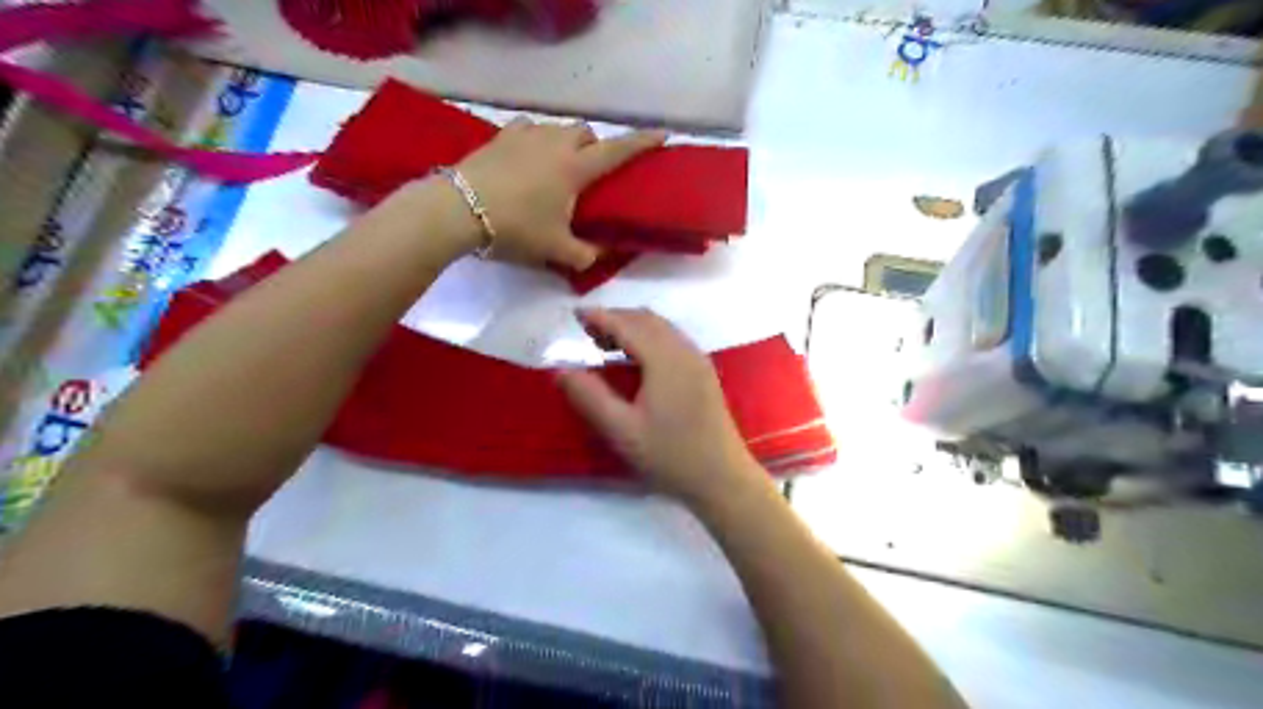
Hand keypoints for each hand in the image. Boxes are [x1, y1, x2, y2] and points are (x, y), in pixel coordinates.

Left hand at [456, 116, 669, 269]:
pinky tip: (528, 157)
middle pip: (586, 133)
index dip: (642, 143)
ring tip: (559, 166)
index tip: (663, 135)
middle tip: (592, 171)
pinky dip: (537, 140)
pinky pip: (528, 129)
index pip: (618, 151)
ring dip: (567, 142)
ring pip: (557, 128)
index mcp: (575, 168)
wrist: (456, 211)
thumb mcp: (556, 250)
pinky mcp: (500, 136)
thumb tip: (603, 255)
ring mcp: (525, 135)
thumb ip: (586, 255)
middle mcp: (555, 143)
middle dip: (596, 146)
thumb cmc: (514, 229)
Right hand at [557, 307, 764, 502]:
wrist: (722, 477)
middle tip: (587, 331)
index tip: (575, 314)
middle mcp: (685, 350)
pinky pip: (673, 339)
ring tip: (606, 343)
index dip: (600, 317)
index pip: (627, 325)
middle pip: (646, 320)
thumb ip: (590, 397)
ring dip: (633, 326)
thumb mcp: (622, 431)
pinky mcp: (704, 373)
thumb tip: (561, 370)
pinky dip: (650, 337)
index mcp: (665, 359)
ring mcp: (698, 360)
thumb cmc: (670, 456)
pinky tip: (637, 358)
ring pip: (662, 328)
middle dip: (616, 318)